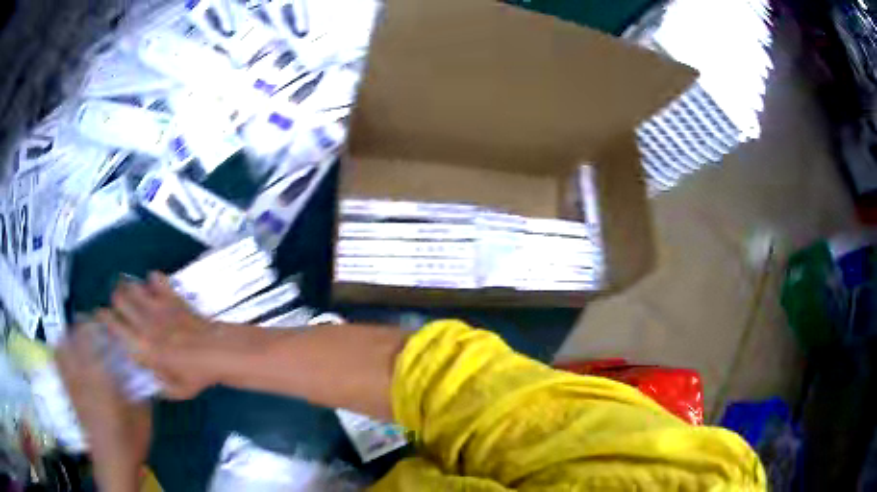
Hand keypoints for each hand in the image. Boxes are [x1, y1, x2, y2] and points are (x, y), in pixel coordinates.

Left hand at [56, 325, 150, 490]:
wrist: (113, 462)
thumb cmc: (129, 440)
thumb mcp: (142, 414)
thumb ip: (139, 387)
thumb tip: (141, 368)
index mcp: (101, 377)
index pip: (92, 338)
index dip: (96, 324)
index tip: (106, 322)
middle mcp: (82, 375)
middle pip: (74, 337)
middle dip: (81, 326)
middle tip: (93, 328)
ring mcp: (73, 383)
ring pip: (62, 348)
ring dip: (69, 337)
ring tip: (79, 338)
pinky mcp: (69, 393)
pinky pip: (59, 364)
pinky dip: (62, 352)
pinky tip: (70, 355)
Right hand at [96, 272, 228, 399]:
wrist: (218, 352)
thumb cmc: (196, 376)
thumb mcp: (175, 390)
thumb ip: (157, 384)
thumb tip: (148, 378)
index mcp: (140, 345)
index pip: (112, 323)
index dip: (103, 317)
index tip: (100, 316)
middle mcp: (144, 321)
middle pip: (118, 297)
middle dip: (115, 300)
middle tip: (119, 306)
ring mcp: (158, 305)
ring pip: (133, 285)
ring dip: (130, 288)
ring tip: (134, 296)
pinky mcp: (172, 296)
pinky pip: (156, 278)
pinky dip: (152, 280)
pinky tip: (155, 288)